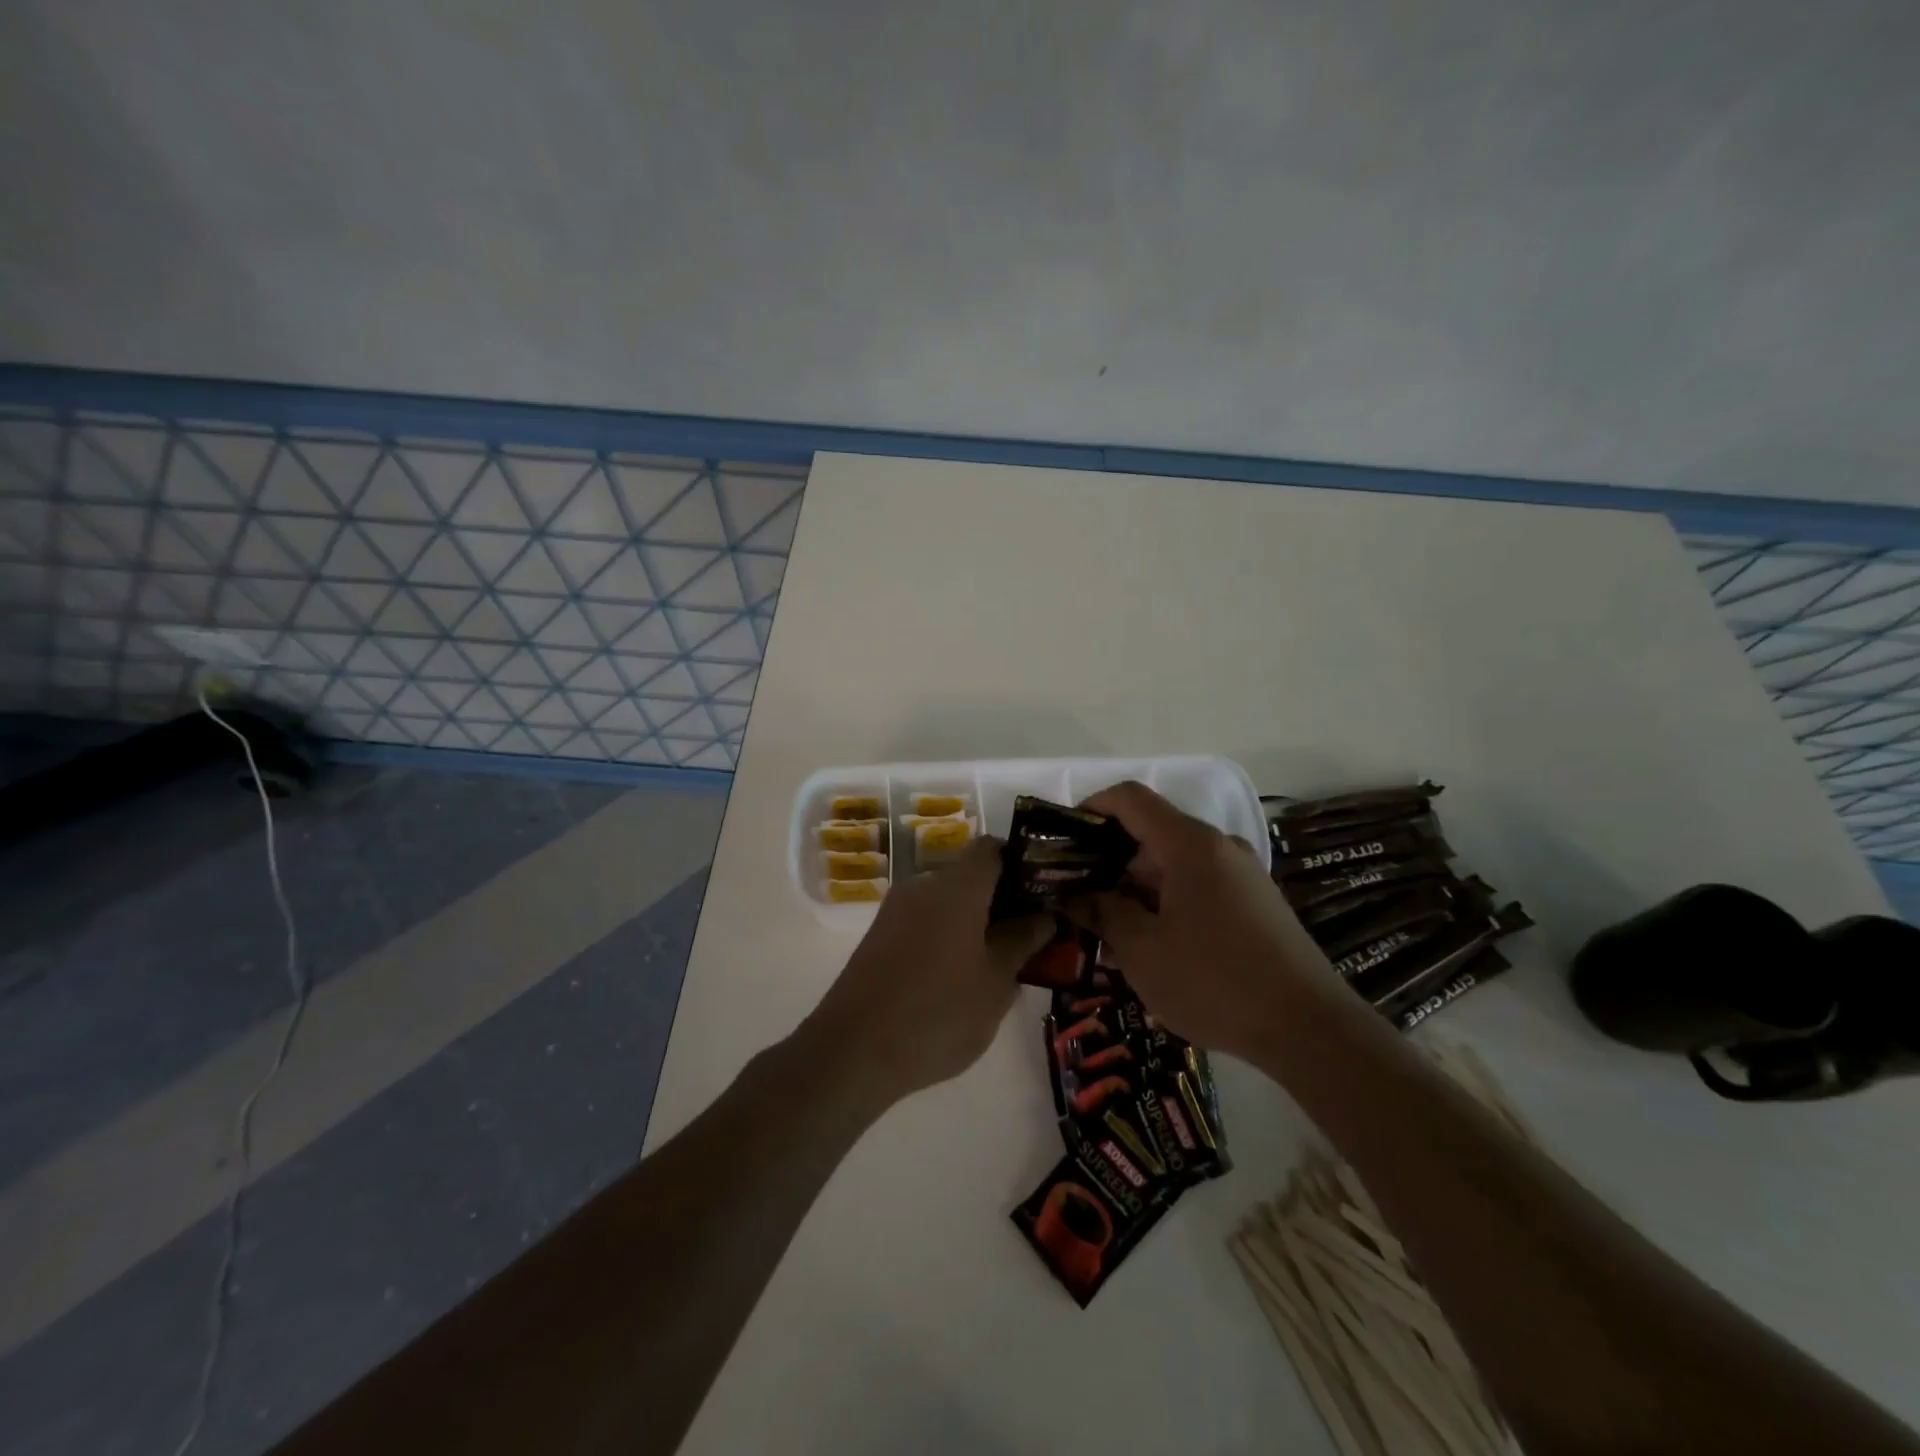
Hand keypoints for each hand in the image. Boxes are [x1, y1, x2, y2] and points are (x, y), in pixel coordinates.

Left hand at [808, 836, 1051, 1103]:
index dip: (1021, 862)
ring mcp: (896, 909)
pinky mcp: (879, 935)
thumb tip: (1043, 915)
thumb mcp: (995, 982)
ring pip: (947, 901)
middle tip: (1031, 934)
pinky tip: (961, 977)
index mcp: (957, 886)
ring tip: (1001, 962)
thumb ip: (1021, 941)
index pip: (993, 848)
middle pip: (970, 874)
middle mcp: (924, 885)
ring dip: (975, 920)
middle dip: (1002, 899)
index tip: (1043, 891)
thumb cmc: (939, 1012)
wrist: (853, 1050)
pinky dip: (948, 935)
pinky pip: (925, 921)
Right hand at [1064, 781, 1336, 1061]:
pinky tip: (1153, 946)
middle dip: (1109, 860)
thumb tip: (1076, 895)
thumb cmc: (1214, 981)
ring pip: (1174, 863)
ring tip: (1110, 931)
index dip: (1091, 807)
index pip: (1130, 798)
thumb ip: (1103, 912)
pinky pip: (1198, 885)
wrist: (1310, 1028)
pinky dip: (1167, 902)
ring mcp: (1242, 874)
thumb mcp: (1142, 950)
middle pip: (1151, 832)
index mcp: (1189, 844)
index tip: (1063, 839)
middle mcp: (1218, 847)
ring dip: (1137, 887)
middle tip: (1078, 898)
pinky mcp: (1255, 903)